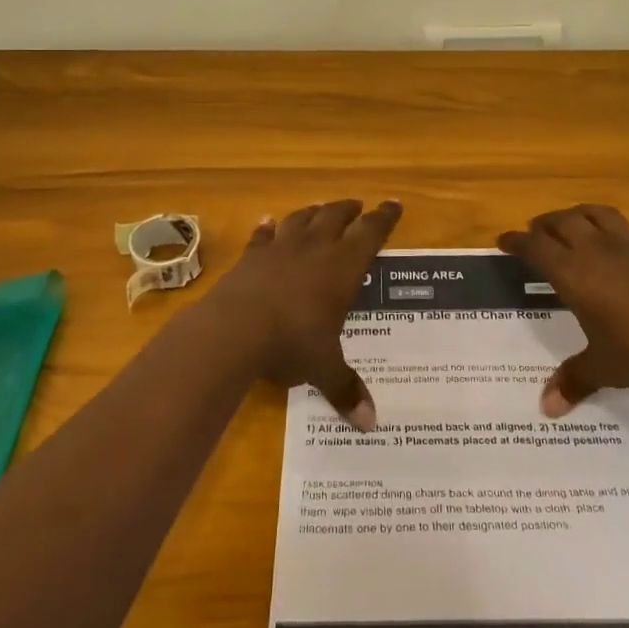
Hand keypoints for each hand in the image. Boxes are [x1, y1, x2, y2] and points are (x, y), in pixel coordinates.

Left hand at [210, 200, 401, 430]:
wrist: (235, 329)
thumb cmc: (292, 342)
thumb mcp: (324, 368)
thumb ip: (346, 388)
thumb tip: (370, 423)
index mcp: (342, 267)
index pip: (370, 233)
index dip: (384, 218)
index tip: (394, 204)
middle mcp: (314, 248)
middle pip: (335, 217)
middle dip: (349, 210)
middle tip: (358, 206)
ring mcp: (280, 249)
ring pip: (301, 219)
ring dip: (313, 212)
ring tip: (320, 208)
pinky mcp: (251, 257)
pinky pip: (262, 236)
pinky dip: (267, 228)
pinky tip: (267, 221)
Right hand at [498, 205, 628, 415]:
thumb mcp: (606, 369)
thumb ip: (574, 380)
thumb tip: (545, 408)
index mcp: (575, 275)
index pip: (536, 247)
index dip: (517, 241)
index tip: (504, 240)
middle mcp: (599, 251)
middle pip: (564, 221)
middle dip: (546, 223)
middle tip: (537, 231)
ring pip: (600, 214)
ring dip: (582, 214)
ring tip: (576, 222)